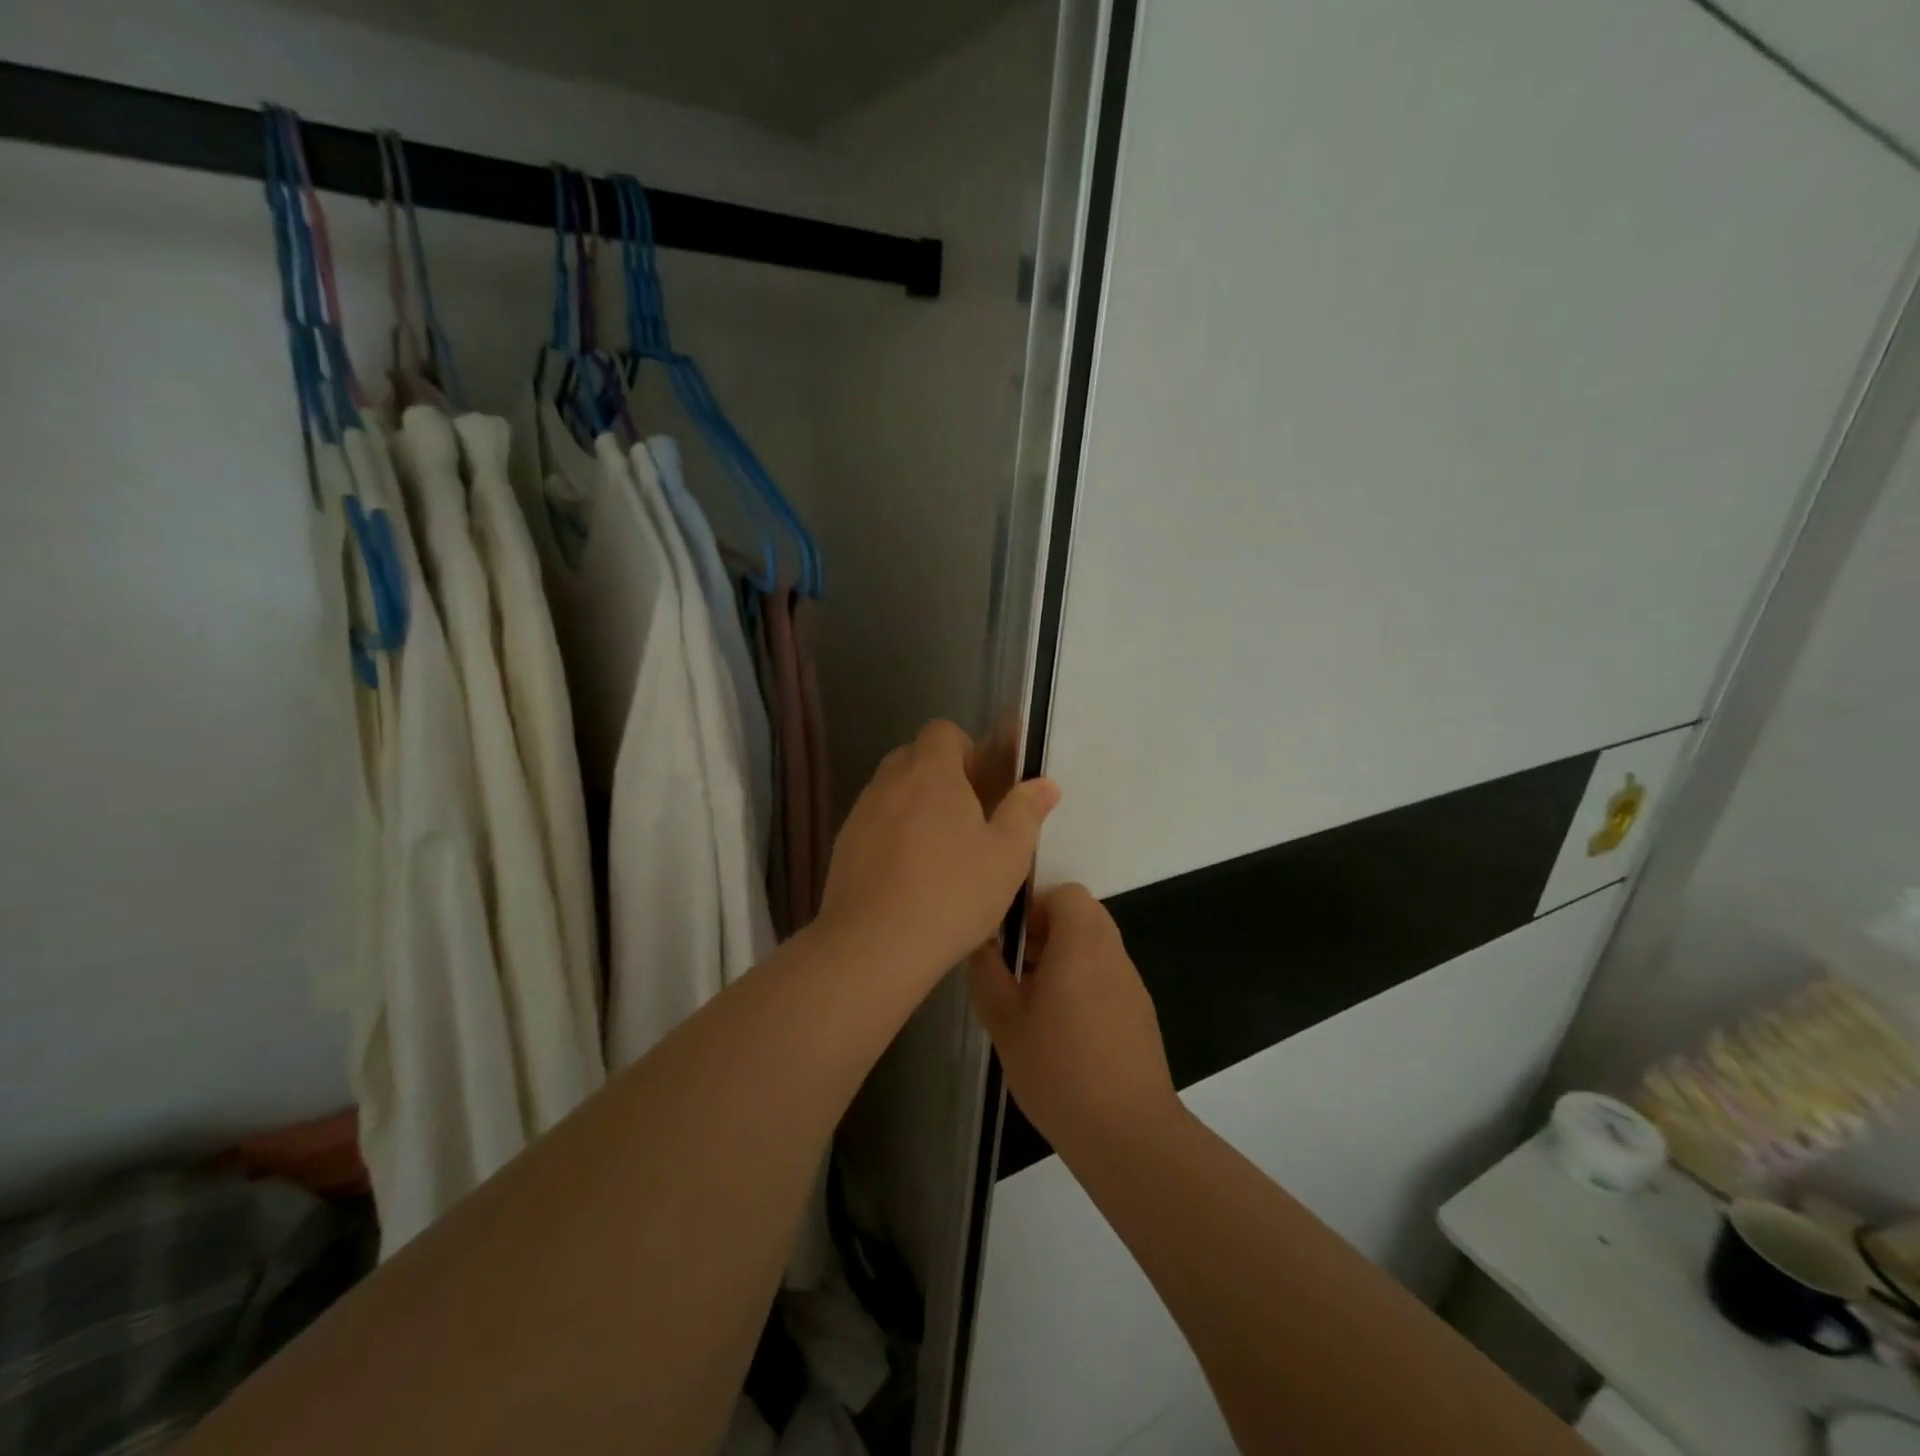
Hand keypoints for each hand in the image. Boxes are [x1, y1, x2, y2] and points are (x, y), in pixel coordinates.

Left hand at [818, 721, 1058, 987]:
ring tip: (937, 848)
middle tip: (966, 815)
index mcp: (932, 774)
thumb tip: (1044, 783)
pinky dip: (890, 832)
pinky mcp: (842, 845)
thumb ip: (1025, 812)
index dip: (965, 748)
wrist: (873, 945)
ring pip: (890, 789)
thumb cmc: (952, 895)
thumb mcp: (1007, 857)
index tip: (982, 783)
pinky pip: (872, 822)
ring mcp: (860, 813)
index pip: (942, 731)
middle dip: (939, 774)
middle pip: (913, 756)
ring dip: (913, 803)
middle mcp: (890, 783)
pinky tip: (906, 873)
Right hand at [968, 884, 1181, 1157]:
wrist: (1128, 1133)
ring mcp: (1131, 982)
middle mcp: (1112, 953)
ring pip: (1095, 945)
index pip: (1066, 893)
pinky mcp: (1140, 1011)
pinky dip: (1084, 982)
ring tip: (1035, 1001)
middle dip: (1047, 931)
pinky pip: (1107, 975)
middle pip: (1082, 915)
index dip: (1035, 906)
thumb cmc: (1059, 1071)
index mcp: (1081, 944)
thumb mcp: (1005, 1022)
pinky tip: (1064, 1030)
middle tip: (1018, 968)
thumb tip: (981, 943)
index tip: (1012, 940)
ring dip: (1065, 957)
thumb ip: (988, 973)